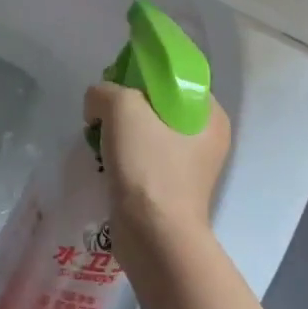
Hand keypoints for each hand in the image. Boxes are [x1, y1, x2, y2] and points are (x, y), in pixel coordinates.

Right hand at [83, 83, 230, 270]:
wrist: (153, 237)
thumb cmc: (148, 166)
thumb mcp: (122, 108)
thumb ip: (105, 91)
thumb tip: (97, 105)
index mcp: (210, 116)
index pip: (177, 77)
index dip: (144, 72)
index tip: (116, 81)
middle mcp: (206, 139)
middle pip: (159, 103)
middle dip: (127, 103)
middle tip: (103, 111)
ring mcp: (189, 167)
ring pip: (148, 131)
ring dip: (121, 130)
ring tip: (99, 136)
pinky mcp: (170, 188)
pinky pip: (143, 156)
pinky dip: (123, 154)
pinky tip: (104, 159)